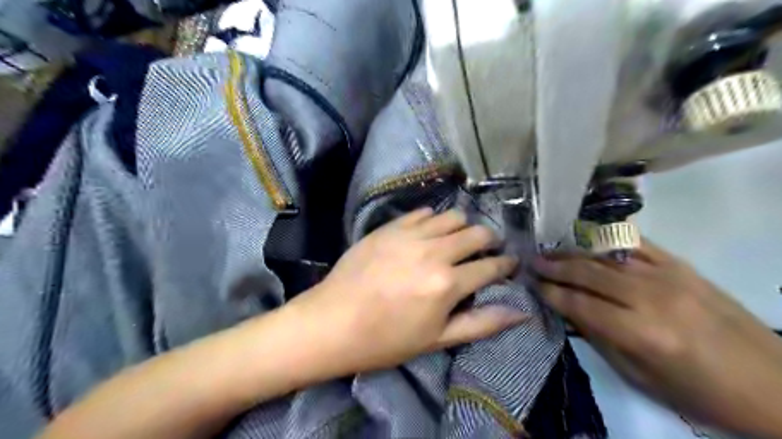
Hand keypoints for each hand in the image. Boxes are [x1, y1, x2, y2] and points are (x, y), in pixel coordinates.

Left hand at [289, 208, 525, 373]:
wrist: (332, 322)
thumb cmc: (386, 339)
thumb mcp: (437, 338)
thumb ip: (482, 323)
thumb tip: (522, 312)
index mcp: (448, 284)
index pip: (491, 265)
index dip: (506, 264)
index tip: (509, 264)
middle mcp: (434, 252)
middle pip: (477, 232)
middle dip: (489, 240)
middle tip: (485, 250)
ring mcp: (410, 235)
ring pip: (453, 216)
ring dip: (463, 226)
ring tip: (457, 240)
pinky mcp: (390, 227)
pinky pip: (423, 212)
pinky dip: (434, 220)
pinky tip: (430, 232)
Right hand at [535, 242, 781, 437]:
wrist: (775, 386)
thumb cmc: (701, 392)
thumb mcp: (642, 378)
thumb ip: (600, 339)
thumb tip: (569, 312)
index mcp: (641, 333)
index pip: (580, 304)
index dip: (552, 294)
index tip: (533, 285)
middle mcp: (651, 298)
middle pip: (589, 274)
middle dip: (556, 267)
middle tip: (533, 261)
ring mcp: (669, 276)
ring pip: (607, 256)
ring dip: (574, 252)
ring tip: (551, 249)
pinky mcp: (683, 266)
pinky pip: (637, 245)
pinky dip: (608, 241)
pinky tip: (589, 239)